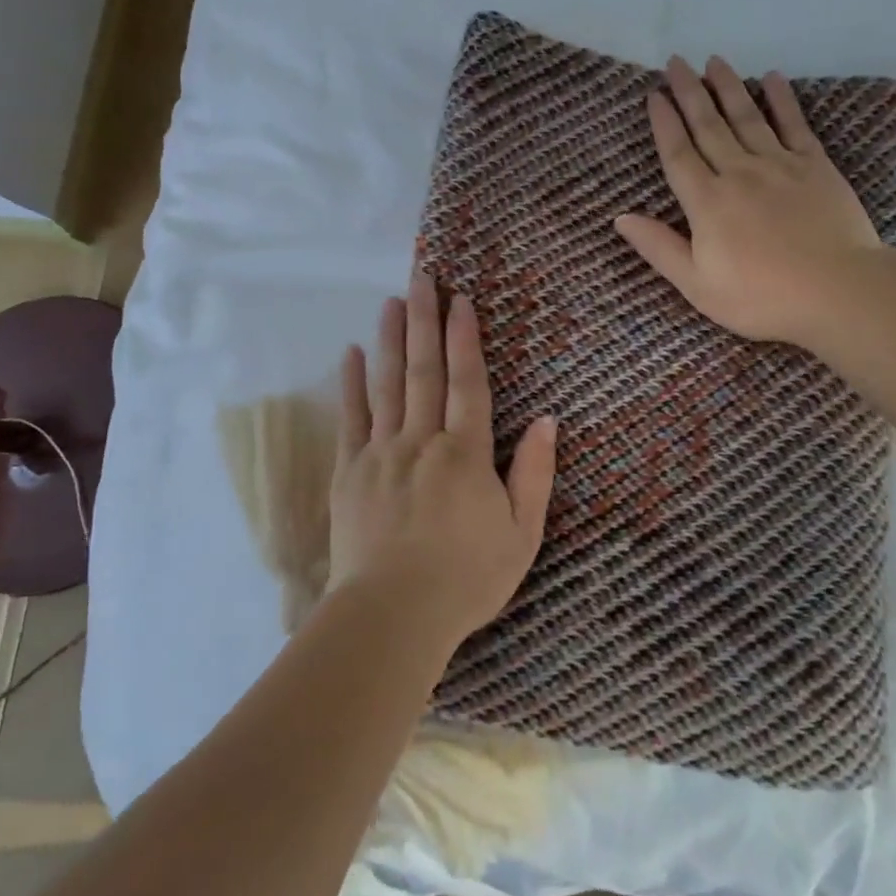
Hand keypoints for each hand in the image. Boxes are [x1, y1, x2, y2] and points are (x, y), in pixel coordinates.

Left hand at [326, 270, 557, 654]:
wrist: (391, 618)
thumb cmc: (466, 579)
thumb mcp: (521, 533)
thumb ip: (534, 473)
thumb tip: (547, 420)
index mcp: (465, 453)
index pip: (468, 382)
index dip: (466, 338)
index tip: (461, 300)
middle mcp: (421, 441)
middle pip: (424, 370)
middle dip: (425, 320)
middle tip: (422, 277)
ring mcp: (380, 454)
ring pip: (387, 384)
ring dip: (391, 339)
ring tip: (392, 301)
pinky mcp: (349, 473)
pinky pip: (350, 418)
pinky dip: (351, 384)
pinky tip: (351, 354)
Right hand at [614, 55, 881, 350]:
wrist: (837, 291)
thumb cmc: (761, 297)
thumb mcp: (697, 285)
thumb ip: (660, 248)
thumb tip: (621, 218)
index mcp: (707, 203)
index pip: (678, 154)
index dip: (664, 123)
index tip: (655, 95)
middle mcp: (738, 173)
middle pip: (708, 126)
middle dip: (690, 93)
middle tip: (676, 62)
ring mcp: (779, 165)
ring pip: (747, 117)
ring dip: (728, 87)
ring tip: (714, 61)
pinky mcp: (815, 166)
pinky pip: (794, 125)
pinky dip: (782, 100)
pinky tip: (773, 78)